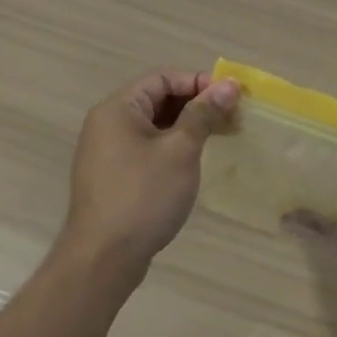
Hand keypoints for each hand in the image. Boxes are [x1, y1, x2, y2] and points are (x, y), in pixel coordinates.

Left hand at [59, 67, 238, 283]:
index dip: (199, 82)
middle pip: (159, 98)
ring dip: (190, 126)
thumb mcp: (180, 150)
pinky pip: (148, 146)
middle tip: (233, 118)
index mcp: (118, 108)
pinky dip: (174, 145)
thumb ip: (204, 114)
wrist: (103, 258)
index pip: (163, 77)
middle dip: (198, 104)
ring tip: (222, 137)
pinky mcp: (115, 175)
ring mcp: (109, 151)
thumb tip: (229, 84)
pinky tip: (196, 160)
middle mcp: (108, 123)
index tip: (232, 97)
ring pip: (156, 124)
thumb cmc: (143, 196)